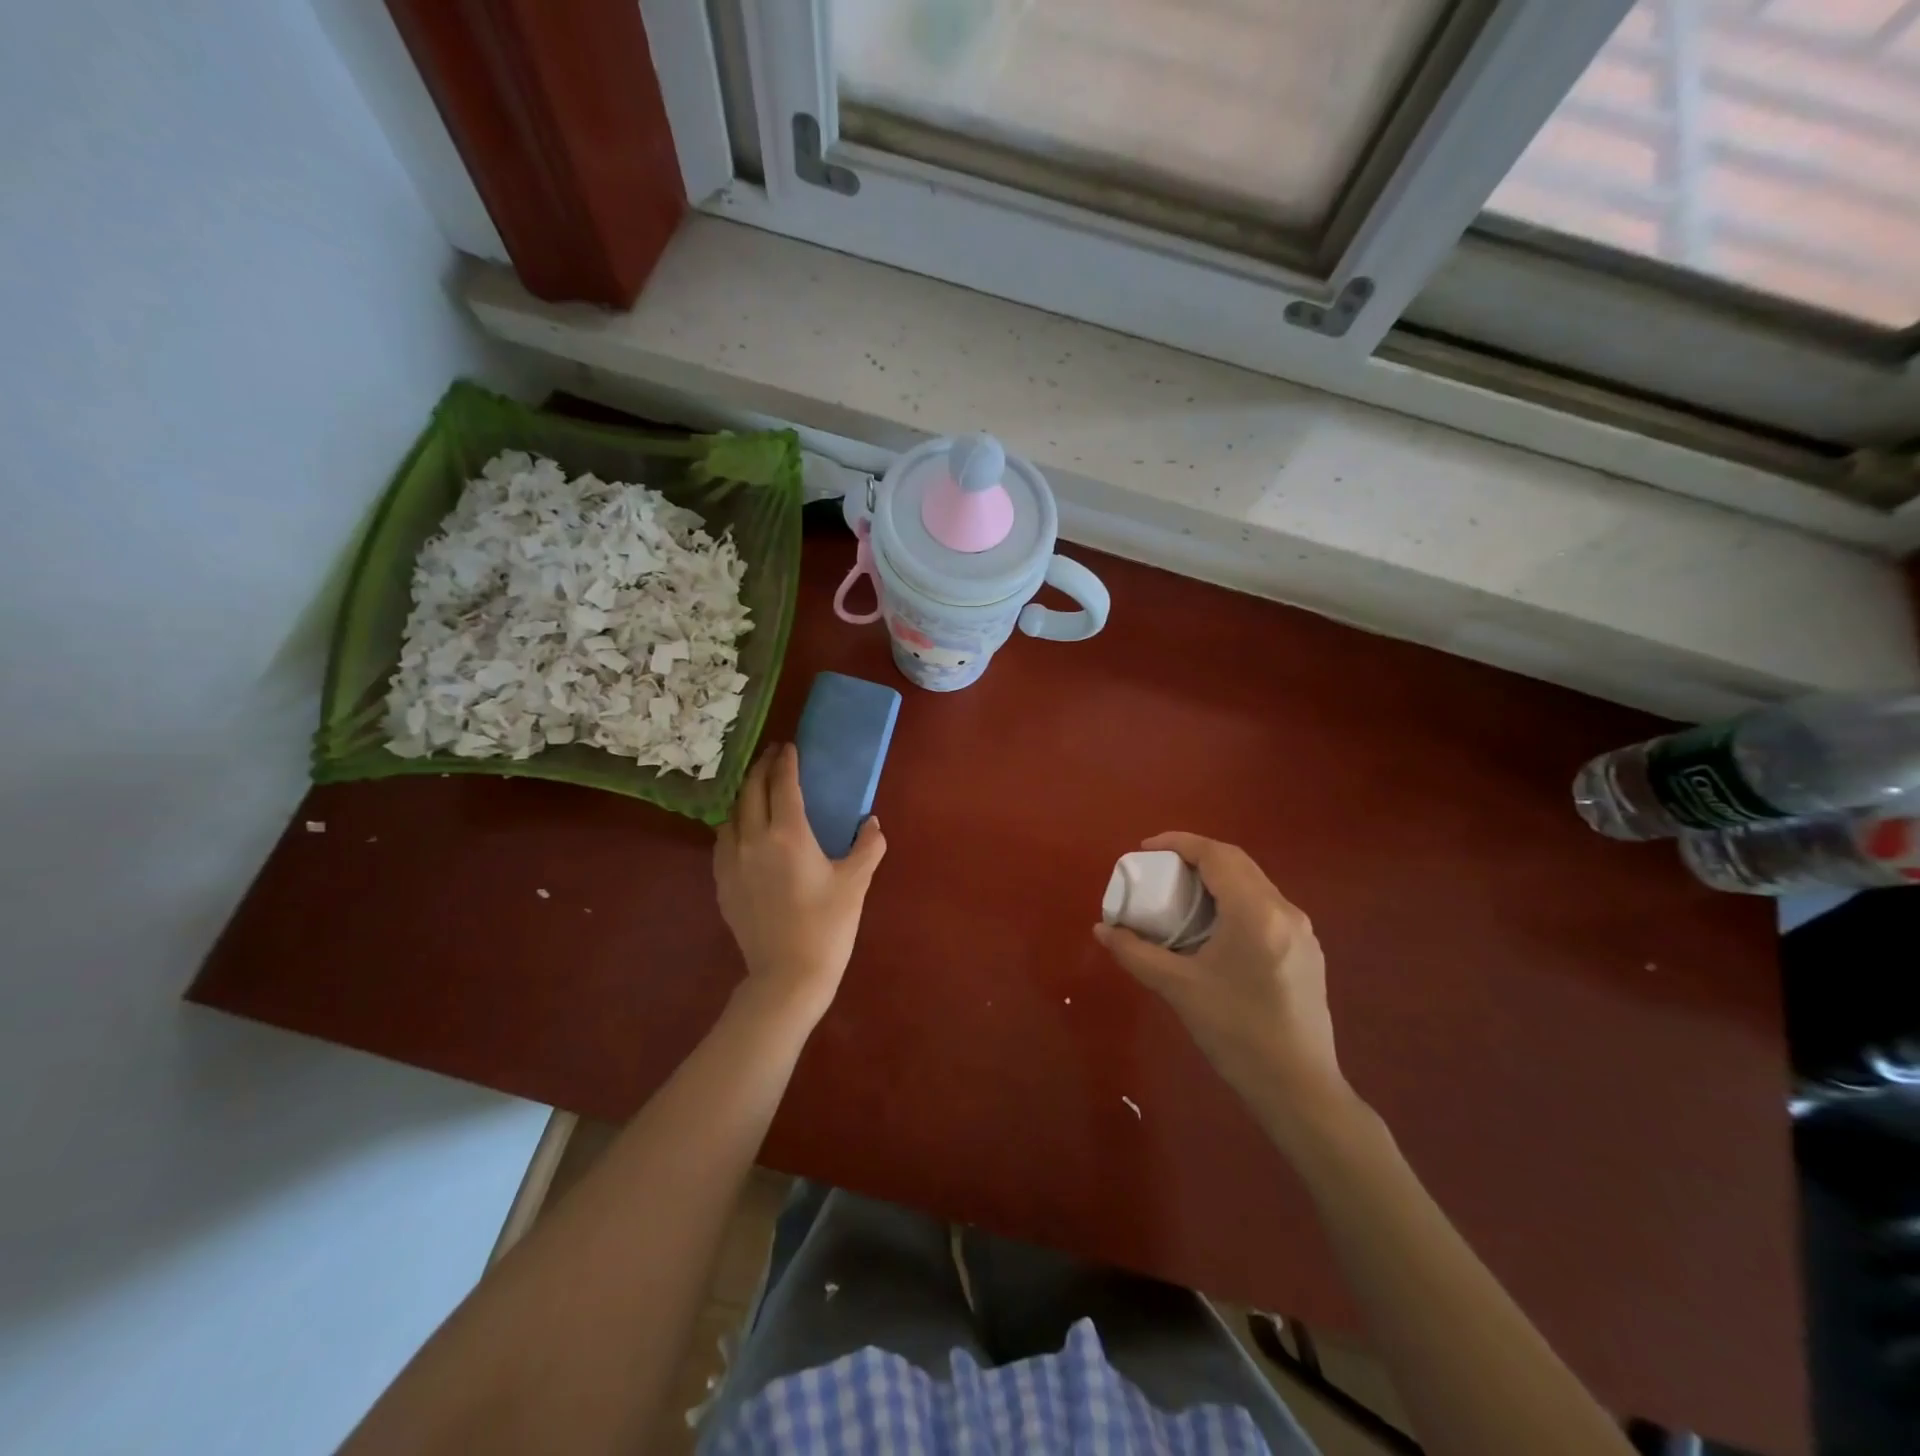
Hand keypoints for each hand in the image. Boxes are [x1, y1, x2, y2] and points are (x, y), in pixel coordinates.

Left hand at [714, 742, 886, 1022]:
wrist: (787, 976)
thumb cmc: (828, 926)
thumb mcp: (856, 883)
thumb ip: (867, 847)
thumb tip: (872, 823)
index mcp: (788, 834)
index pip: (783, 783)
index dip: (786, 761)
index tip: (790, 747)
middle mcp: (753, 839)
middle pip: (751, 790)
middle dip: (763, 768)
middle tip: (775, 756)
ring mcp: (731, 861)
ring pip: (732, 813)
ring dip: (745, 794)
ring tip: (758, 788)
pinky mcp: (722, 883)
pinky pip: (723, 840)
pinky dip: (734, 823)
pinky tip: (744, 829)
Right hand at [1094, 832, 1357, 1144]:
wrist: (1299, 1089)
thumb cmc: (1236, 1034)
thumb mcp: (1179, 989)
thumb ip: (1136, 953)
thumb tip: (1101, 930)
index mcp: (1255, 913)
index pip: (1217, 855)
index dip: (1179, 843)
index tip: (1145, 850)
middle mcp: (1285, 911)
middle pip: (1237, 862)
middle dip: (1195, 857)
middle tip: (1159, 869)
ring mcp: (1302, 931)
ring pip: (1254, 883)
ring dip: (1217, 878)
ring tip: (1182, 895)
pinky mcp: (1308, 951)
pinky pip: (1266, 906)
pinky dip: (1235, 900)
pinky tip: (1214, 927)